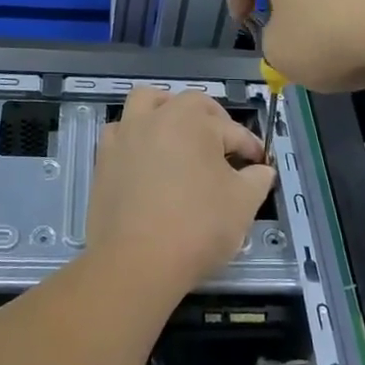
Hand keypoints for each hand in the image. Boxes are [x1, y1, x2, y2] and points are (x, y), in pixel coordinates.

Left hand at [88, 90, 274, 294]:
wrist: (136, 262)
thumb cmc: (197, 227)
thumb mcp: (243, 204)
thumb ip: (257, 179)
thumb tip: (261, 169)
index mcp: (193, 119)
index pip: (232, 130)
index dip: (250, 147)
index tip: (260, 165)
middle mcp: (157, 116)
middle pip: (189, 104)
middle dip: (212, 120)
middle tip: (224, 148)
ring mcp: (126, 134)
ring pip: (146, 102)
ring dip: (165, 110)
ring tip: (179, 133)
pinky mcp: (104, 157)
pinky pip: (120, 132)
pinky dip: (135, 135)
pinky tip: (145, 156)